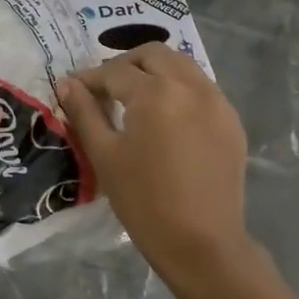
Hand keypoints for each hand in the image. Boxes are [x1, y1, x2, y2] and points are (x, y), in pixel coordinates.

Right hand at [61, 44, 252, 294]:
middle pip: (153, 54)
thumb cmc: (144, 201)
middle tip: (105, 87)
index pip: (115, 71)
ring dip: (155, 70)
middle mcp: (190, 86)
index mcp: (155, 92)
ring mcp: (217, 101)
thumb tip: (67, 83)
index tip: (72, 88)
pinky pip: (201, 87)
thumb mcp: (104, 155)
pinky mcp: (231, 120)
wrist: (203, 244)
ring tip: (135, 95)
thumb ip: (84, 112)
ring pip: (182, 65)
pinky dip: (179, 87)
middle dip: (125, 64)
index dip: (89, 78)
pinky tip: (166, 114)